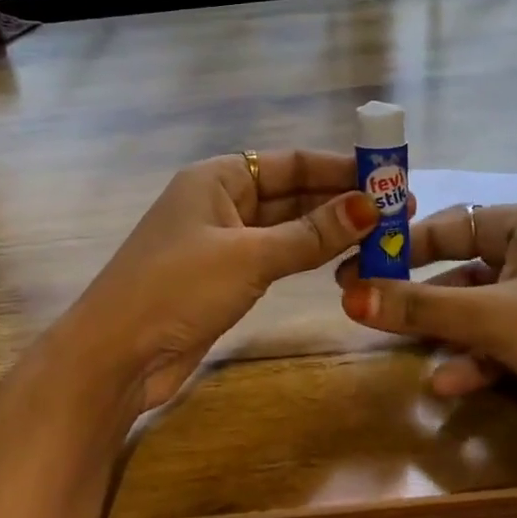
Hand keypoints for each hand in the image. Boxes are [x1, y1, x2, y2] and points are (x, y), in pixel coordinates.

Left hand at [63, 150, 388, 411]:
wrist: (116, 354)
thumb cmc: (177, 289)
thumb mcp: (249, 256)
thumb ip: (310, 233)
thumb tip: (370, 206)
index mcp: (218, 178)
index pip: (291, 162)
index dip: (341, 168)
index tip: (390, 178)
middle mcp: (220, 202)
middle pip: (291, 193)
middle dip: (341, 200)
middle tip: (400, 211)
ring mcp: (221, 242)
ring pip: (286, 227)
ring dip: (329, 230)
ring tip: (384, 234)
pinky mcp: (223, 278)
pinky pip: (275, 257)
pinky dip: (307, 256)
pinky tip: (344, 259)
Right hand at [337, 204, 516, 475]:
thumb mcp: (493, 318)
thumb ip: (419, 308)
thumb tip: (349, 297)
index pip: (442, 224)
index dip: (396, 247)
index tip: (354, 270)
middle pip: (456, 266)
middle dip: (414, 294)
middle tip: (363, 309)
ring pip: (477, 308)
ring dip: (442, 331)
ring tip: (398, 349)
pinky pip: (501, 341)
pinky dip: (475, 359)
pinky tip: (446, 385)